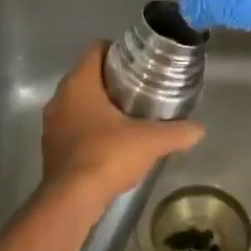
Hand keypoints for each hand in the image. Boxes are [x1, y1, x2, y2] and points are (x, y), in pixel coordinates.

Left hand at [41, 43, 204, 205]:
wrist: (72, 200)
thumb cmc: (107, 156)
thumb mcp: (150, 141)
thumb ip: (177, 132)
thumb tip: (199, 129)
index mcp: (78, 84)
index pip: (95, 49)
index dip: (118, 51)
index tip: (139, 63)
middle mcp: (59, 98)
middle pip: (88, 76)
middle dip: (113, 81)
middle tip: (141, 89)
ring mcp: (51, 124)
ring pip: (79, 103)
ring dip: (100, 106)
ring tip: (130, 116)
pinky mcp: (51, 148)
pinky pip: (73, 127)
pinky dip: (91, 128)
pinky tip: (112, 143)